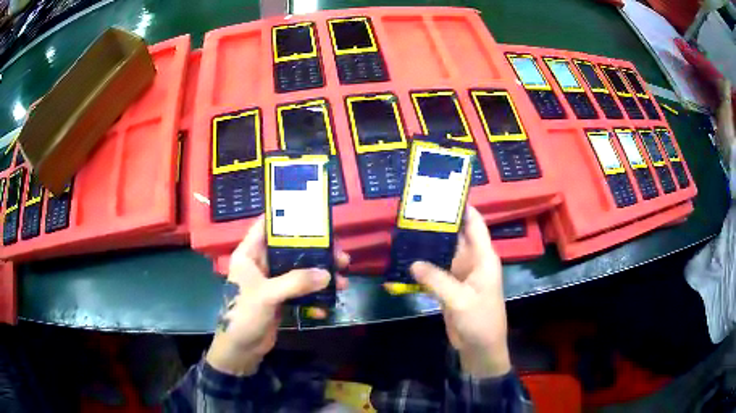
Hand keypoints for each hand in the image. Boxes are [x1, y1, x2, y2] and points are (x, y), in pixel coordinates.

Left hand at [206, 216, 349, 375]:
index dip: (286, 217)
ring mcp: (272, 282)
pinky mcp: (281, 298)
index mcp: (249, 254)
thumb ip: (296, 282)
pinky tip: (326, 307)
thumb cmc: (244, 315)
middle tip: (340, 256)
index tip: (313, 215)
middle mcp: (261, 264)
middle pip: (291, 249)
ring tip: (343, 280)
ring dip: (320, 276)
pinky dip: (314, 297)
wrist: (241, 349)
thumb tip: (328, 274)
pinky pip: (301, 291)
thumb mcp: (267, 295)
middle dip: (316, 252)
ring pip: (300, 270)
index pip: (266, 226)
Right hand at [410, 206, 510, 377]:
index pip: (475, 224)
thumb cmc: (480, 320)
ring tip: (404, 232)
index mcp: (483, 258)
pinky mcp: (449, 287)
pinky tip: (405, 261)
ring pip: (442, 253)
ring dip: (427, 246)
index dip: (462, 207)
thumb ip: (437, 279)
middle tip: (412, 211)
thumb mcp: (460, 299)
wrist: (480, 347)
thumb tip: (413, 262)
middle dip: (437, 224)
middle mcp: (472, 261)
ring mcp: (459, 274)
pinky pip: (435, 271)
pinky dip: (422, 267)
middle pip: (455, 236)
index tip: (442, 192)